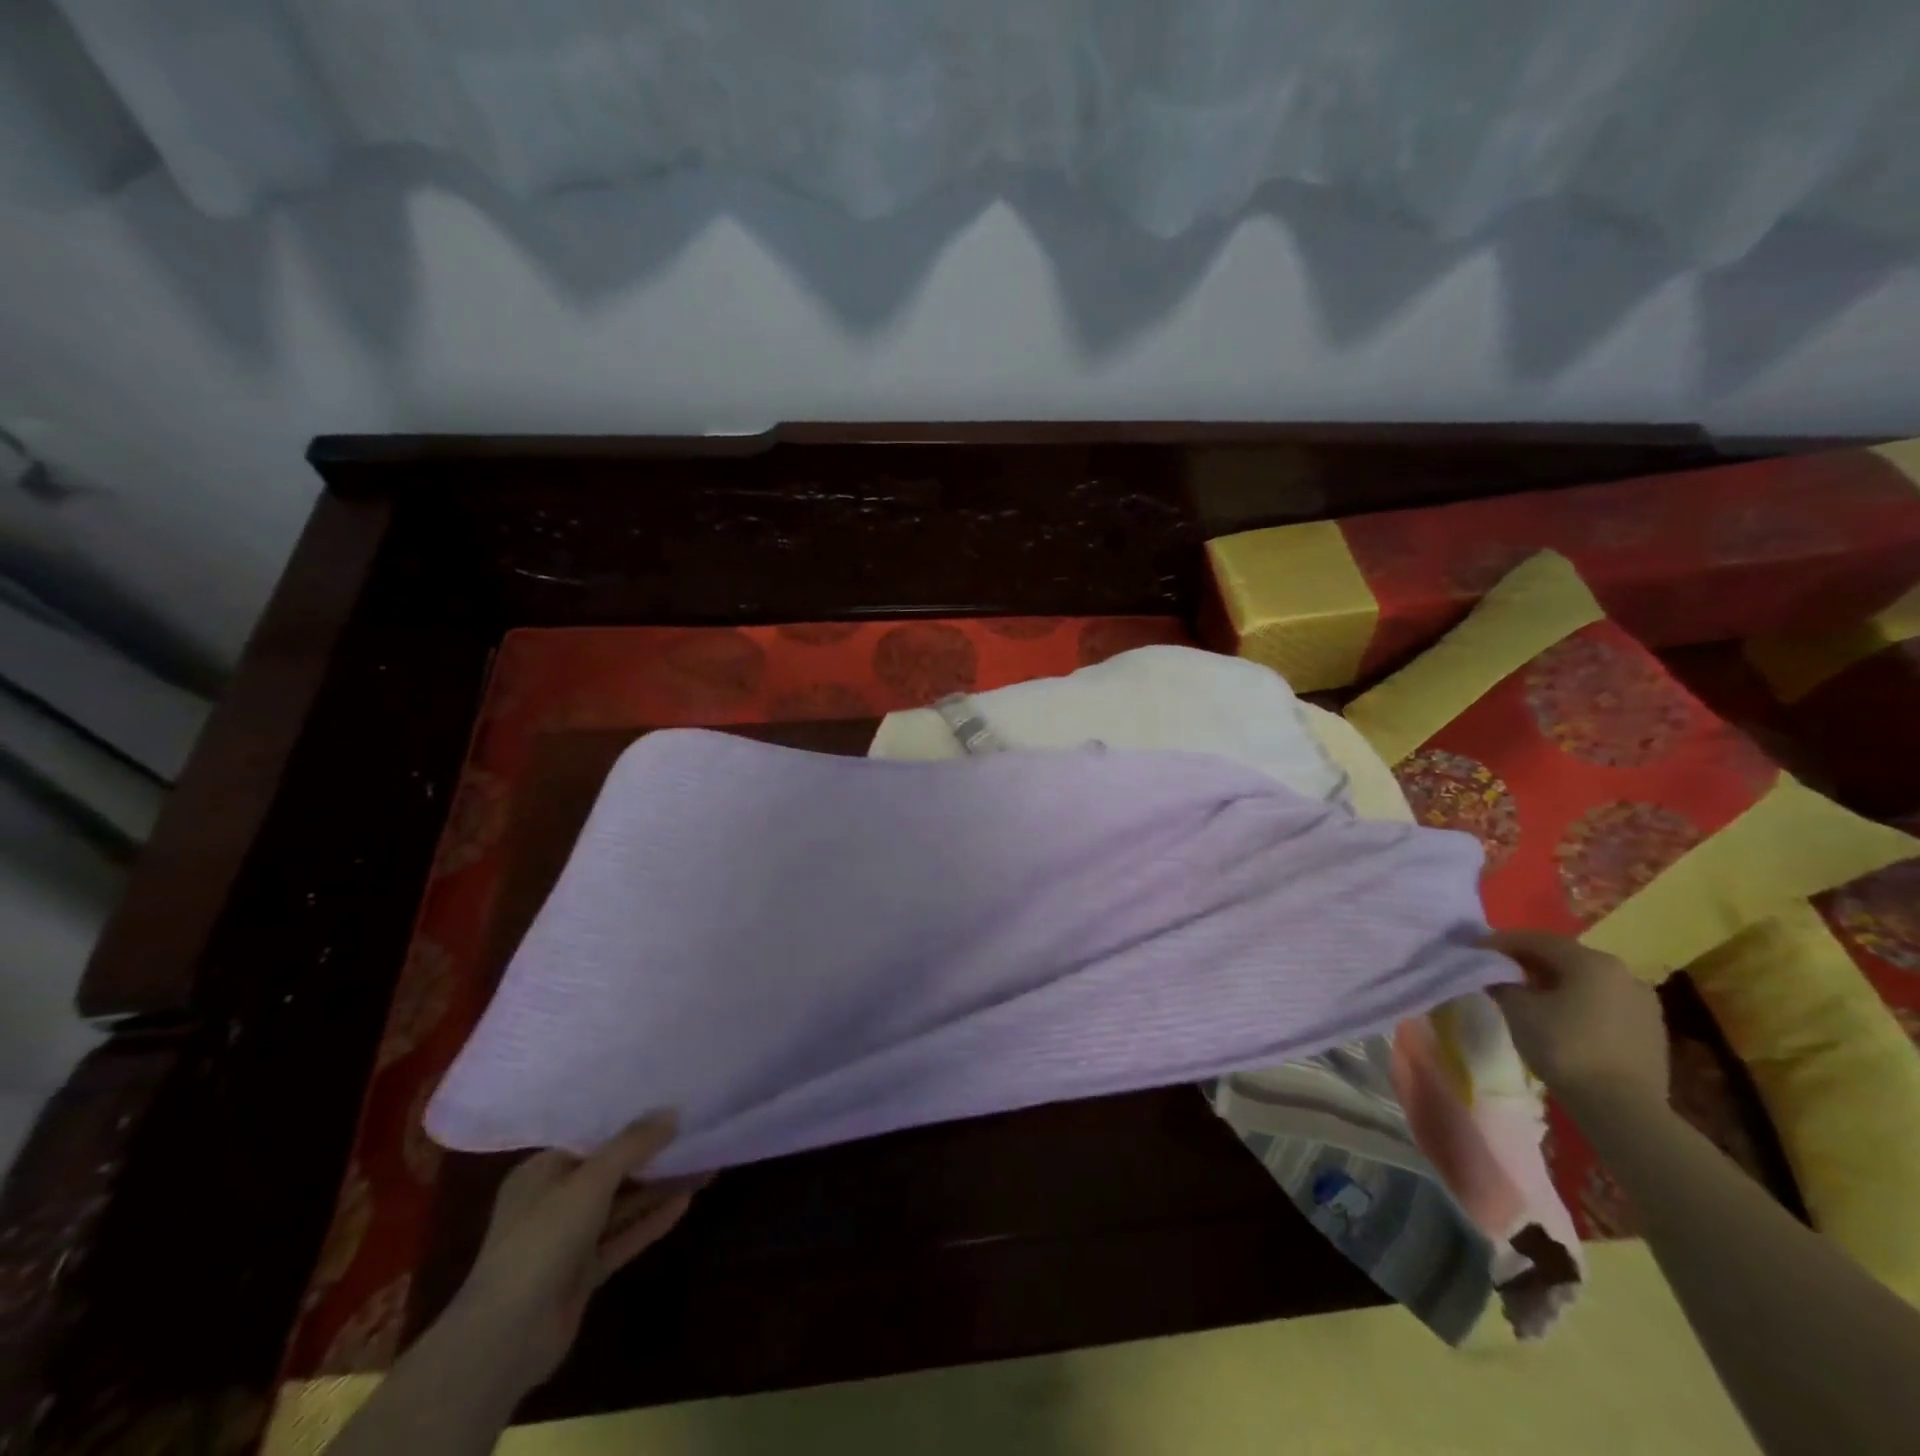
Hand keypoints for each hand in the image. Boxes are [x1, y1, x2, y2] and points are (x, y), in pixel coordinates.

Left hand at [447, 1113, 703, 1393]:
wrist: (506, 1338)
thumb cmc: (541, 1240)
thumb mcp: (590, 1180)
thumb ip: (632, 1144)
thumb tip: (672, 1112)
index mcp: (540, 1173)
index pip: (590, 1137)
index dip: (629, 1121)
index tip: (668, 1104)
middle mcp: (552, 1202)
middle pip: (610, 1171)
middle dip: (651, 1155)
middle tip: (693, 1132)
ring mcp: (567, 1240)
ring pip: (621, 1205)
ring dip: (658, 1188)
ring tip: (702, 1164)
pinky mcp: (582, 1273)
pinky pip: (623, 1237)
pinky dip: (651, 1220)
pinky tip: (686, 1201)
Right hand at [1484, 931, 1669, 1115]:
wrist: (1623, 1108)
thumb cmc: (1564, 1047)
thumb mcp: (1519, 1010)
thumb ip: (1502, 982)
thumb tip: (1494, 973)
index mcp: (1591, 962)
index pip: (1537, 940)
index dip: (1501, 942)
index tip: (1474, 948)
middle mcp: (1623, 973)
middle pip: (1565, 957)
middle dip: (1530, 960)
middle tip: (1500, 969)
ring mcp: (1643, 1002)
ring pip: (1588, 980)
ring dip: (1556, 981)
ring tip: (1529, 993)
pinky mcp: (1651, 1029)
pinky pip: (1605, 1002)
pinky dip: (1579, 1001)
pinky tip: (1562, 1017)